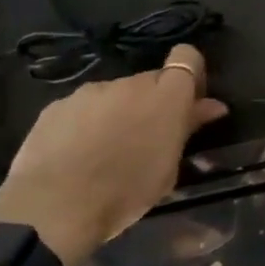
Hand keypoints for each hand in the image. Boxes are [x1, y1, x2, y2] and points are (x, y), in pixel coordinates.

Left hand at [0, 44, 227, 265]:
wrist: (53, 207)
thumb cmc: (125, 193)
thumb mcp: (168, 167)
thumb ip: (188, 128)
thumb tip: (211, 105)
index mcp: (166, 97)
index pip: (187, 58)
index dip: (191, 75)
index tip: (190, 103)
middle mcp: (130, 84)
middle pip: (151, 80)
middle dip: (155, 102)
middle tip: (149, 138)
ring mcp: (91, 91)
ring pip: (117, 94)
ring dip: (121, 112)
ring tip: (109, 150)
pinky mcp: (58, 104)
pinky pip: (85, 107)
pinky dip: (89, 122)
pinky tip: (79, 153)